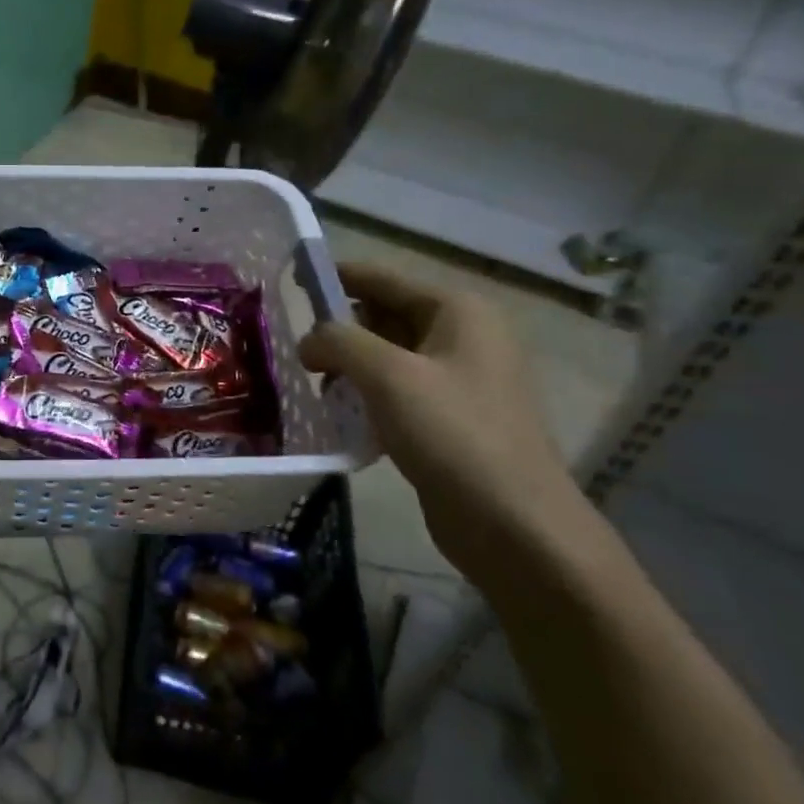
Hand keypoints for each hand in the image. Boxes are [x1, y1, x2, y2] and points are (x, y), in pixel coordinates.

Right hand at [299, 262, 592, 586]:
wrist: (515, 526)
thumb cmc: (453, 433)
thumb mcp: (387, 375)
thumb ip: (338, 341)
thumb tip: (309, 340)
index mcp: (458, 311)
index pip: (382, 278)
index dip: (335, 277)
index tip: (289, 283)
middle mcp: (463, 336)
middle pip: (384, 315)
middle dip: (340, 330)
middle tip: (297, 350)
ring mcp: (459, 379)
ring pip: (387, 355)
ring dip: (349, 366)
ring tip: (314, 386)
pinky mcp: (450, 418)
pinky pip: (397, 390)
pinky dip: (366, 395)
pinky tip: (340, 415)